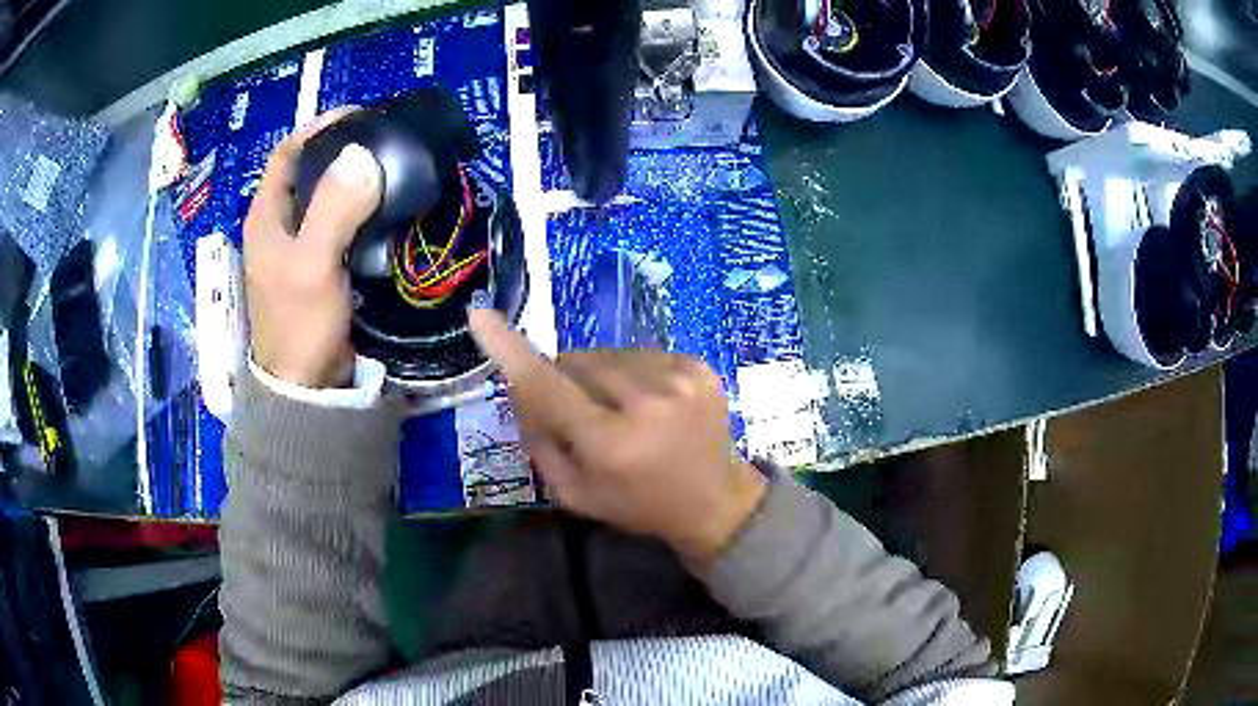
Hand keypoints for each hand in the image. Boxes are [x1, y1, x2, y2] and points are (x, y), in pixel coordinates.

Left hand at [243, 108, 382, 387]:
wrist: (307, 388)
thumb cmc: (300, 325)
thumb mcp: (313, 265)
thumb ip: (333, 210)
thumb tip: (362, 155)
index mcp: (266, 217)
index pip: (287, 153)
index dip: (318, 127)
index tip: (359, 115)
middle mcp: (278, 226)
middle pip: (307, 171)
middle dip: (340, 149)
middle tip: (382, 140)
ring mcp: (298, 248)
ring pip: (324, 197)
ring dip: (352, 179)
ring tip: (388, 167)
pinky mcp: (318, 267)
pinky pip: (338, 224)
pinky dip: (359, 209)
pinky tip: (384, 208)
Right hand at [467, 309, 767, 562]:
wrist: (715, 501)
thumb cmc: (637, 504)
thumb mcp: (575, 493)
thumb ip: (540, 441)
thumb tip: (519, 386)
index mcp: (610, 443)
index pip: (547, 387)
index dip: (509, 349)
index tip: (480, 314)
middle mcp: (645, 403)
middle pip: (576, 362)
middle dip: (565, 379)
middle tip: (581, 413)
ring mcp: (678, 379)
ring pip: (608, 354)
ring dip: (601, 375)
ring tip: (622, 411)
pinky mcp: (699, 366)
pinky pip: (641, 354)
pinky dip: (633, 373)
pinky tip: (650, 403)